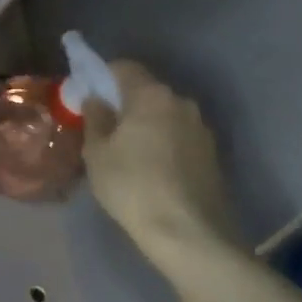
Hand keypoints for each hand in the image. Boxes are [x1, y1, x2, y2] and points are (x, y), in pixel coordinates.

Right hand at [83, 61, 245, 270]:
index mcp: (151, 95)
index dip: (103, 76)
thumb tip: (96, 99)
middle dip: (125, 102)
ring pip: (165, 114)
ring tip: (129, 152)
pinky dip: (163, 142)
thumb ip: (95, 118)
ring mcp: (201, 128)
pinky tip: (152, 169)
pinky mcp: (212, 153)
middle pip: (147, 90)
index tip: (89, 96)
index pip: (124, 67)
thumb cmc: (132, 186)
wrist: (189, 234)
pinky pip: (179, 136)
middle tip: (105, 127)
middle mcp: (181, 102)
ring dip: (146, 124)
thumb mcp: (98, 153)